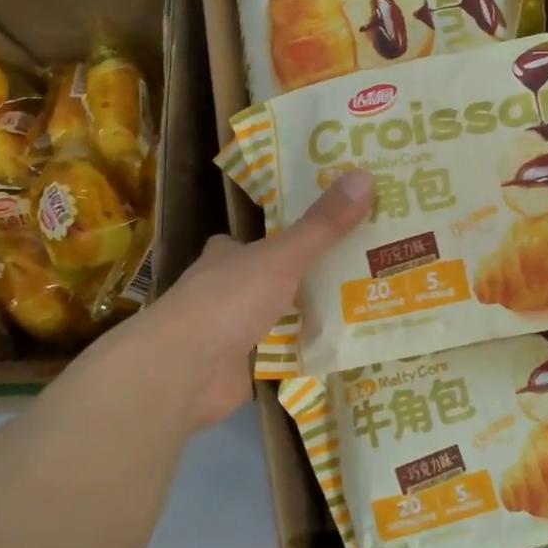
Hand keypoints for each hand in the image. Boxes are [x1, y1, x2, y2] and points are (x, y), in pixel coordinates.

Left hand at [105, 170, 373, 428]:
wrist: (184, 371)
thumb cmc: (228, 301)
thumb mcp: (282, 257)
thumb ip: (323, 226)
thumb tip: (364, 176)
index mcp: (226, 257)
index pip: (254, 242)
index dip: (285, 239)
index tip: (326, 235)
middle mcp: (225, 290)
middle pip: (271, 280)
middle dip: (306, 279)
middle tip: (359, 272)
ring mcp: (231, 332)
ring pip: (278, 318)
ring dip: (310, 317)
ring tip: (362, 308)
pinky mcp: (241, 368)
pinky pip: (282, 354)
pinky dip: (306, 351)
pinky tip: (341, 349)